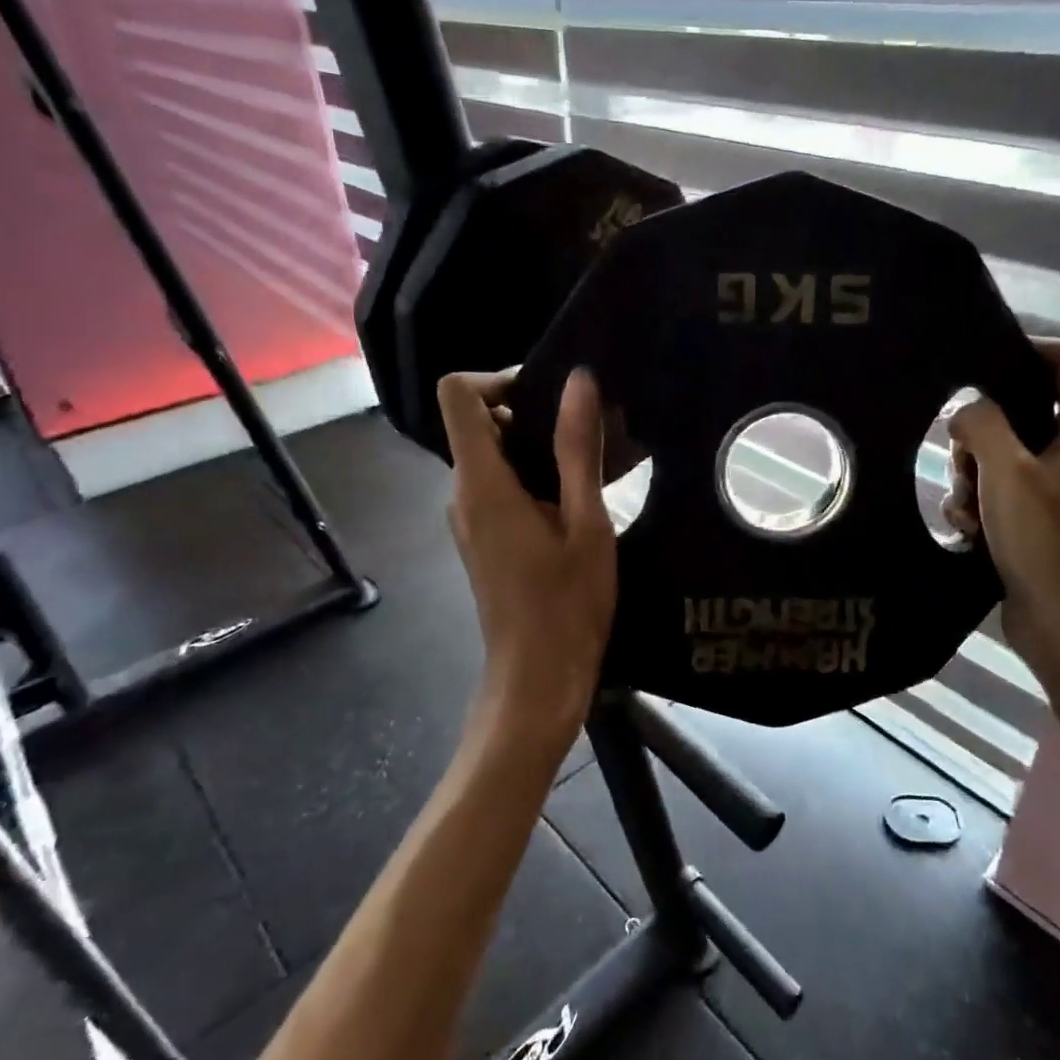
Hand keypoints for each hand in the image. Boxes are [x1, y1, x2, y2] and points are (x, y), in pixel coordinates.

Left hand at [437, 368, 617, 739]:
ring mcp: (470, 519)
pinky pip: (502, 489)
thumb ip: (579, 450)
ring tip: (600, 461)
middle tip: (594, 428)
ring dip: (542, 449)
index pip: (458, 395)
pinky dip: (537, 479)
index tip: (552, 397)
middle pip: (481, 424)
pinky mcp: (484, 540)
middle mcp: (464, 494)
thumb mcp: (586, 523)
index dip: (499, 379)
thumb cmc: (567, 605)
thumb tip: (579, 381)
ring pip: (495, 457)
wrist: (538, 679)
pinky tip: (583, 499)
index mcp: (483, 483)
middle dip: (534, 414)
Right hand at [945, 340, 1059, 695]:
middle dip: (979, 433)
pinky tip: (967, 529)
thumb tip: (965, 410)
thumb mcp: (1006, 472)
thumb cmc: (1044, 540)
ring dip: (971, 476)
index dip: (1024, 350)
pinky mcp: (1037, 516)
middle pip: (1020, 410)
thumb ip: (982, 424)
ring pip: (1000, 454)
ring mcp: (1058, 485)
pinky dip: (978, 504)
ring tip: (965, 507)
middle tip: (961, 457)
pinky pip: (998, 490)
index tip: (975, 364)